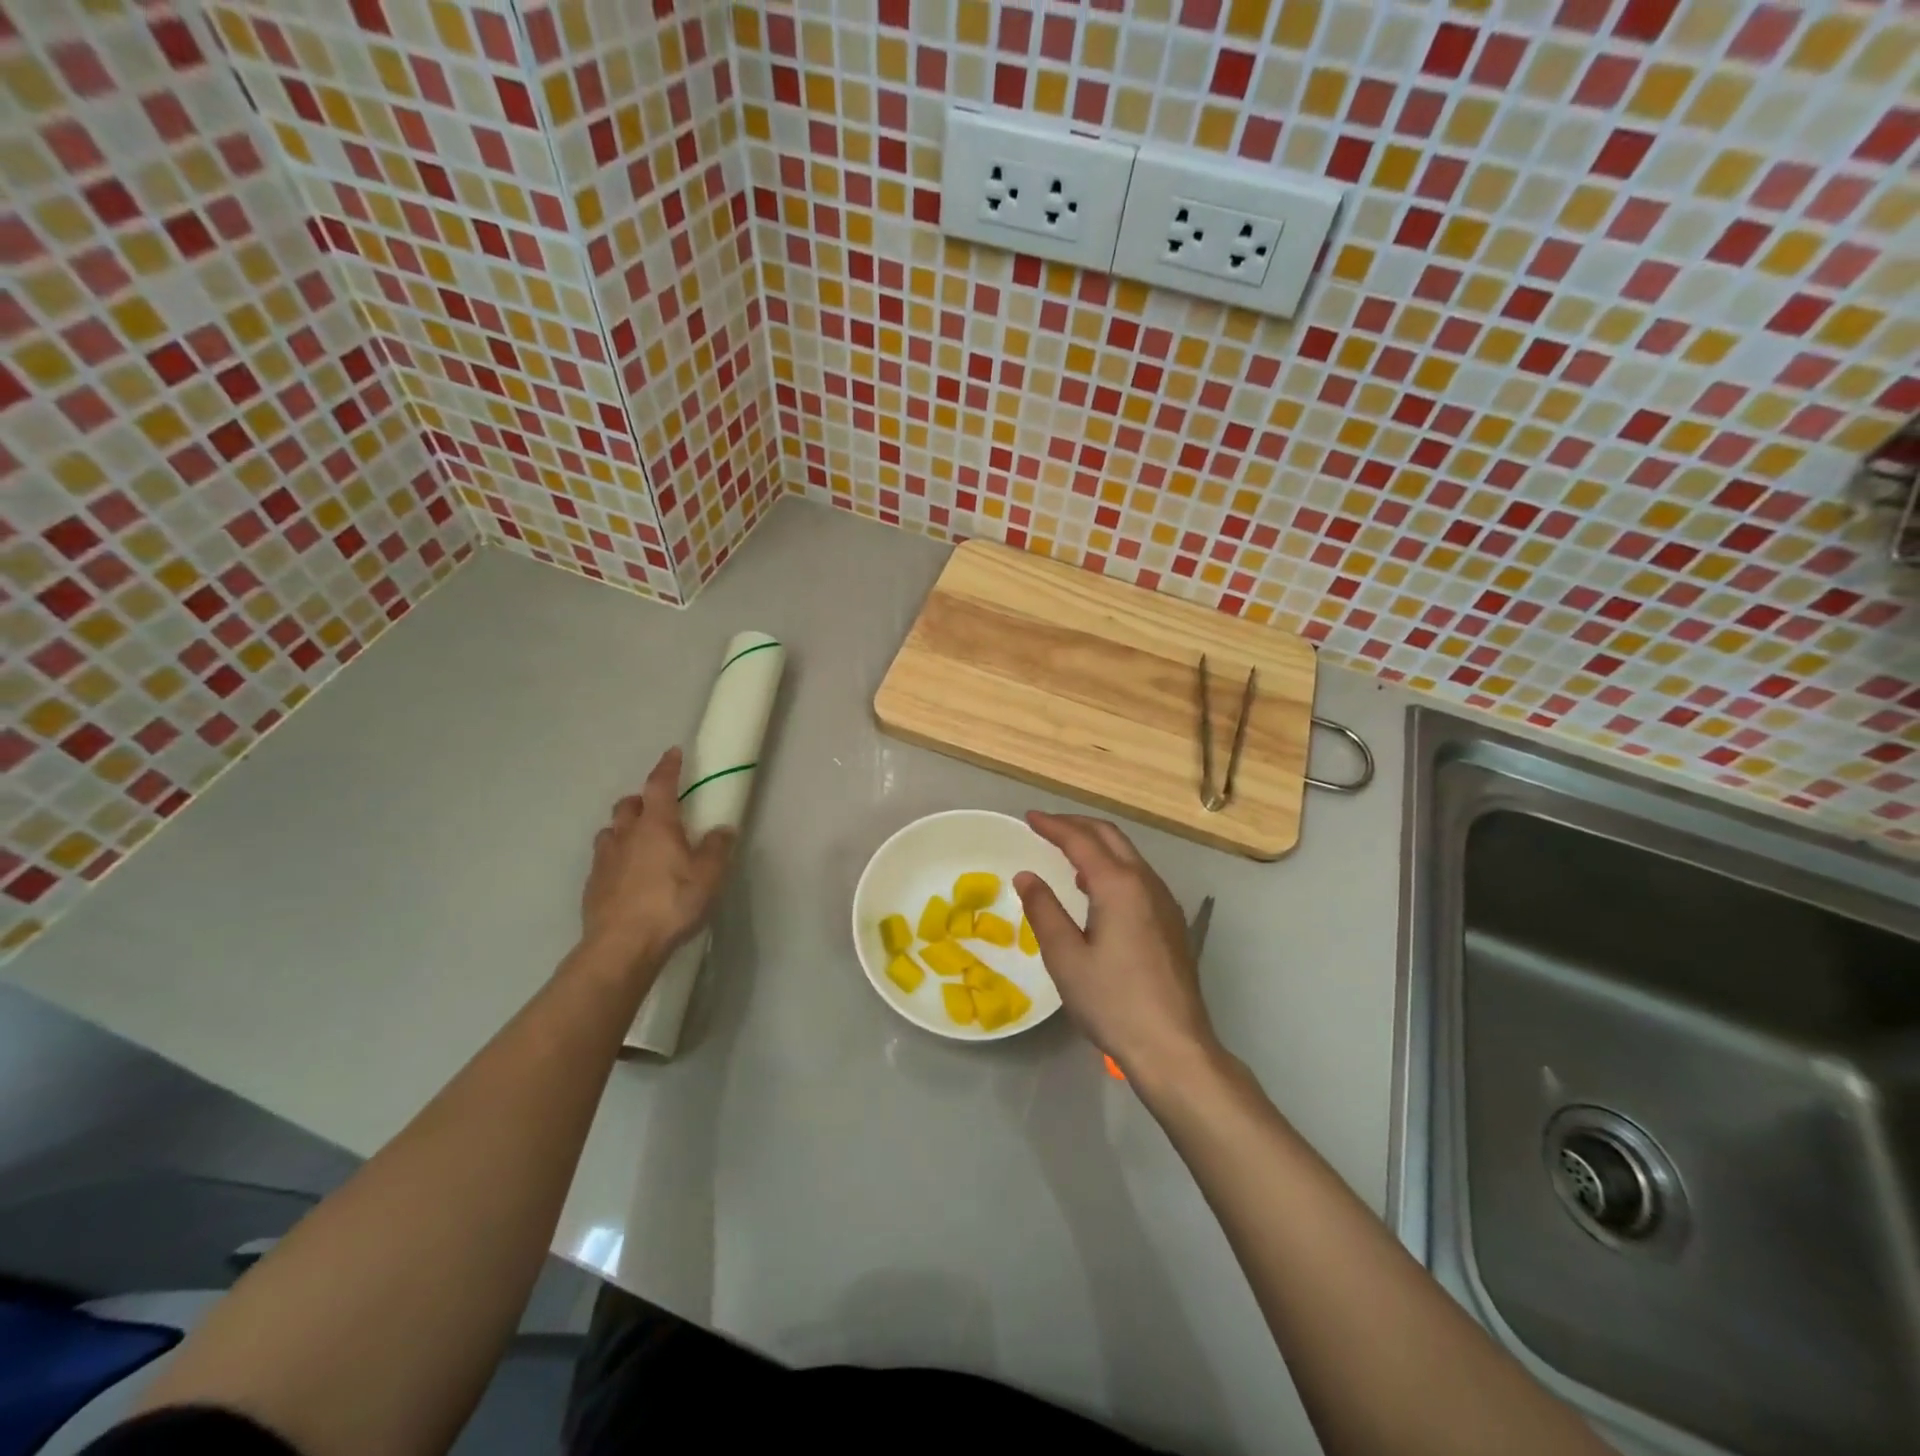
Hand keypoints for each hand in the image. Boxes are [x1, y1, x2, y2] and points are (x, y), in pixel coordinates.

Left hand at [577, 747, 732, 980]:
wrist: (621, 946)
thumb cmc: (671, 902)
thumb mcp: (709, 875)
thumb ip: (717, 847)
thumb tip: (722, 829)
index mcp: (656, 825)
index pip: (660, 785)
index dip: (668, 767)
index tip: (673, 753)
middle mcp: (626, 835)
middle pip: (628, 805)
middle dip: (642, 800)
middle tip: (658, 808)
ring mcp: (604, 860)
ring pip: (611, 831)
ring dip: (624, 829)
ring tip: (640, 842)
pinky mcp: (592, 886)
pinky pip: (604, 860)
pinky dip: (616, 858)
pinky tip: (627, 876)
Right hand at [1014, 811, 1218, 1081]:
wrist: (1174, 1046)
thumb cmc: (1112, 1002)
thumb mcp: (1066, 958)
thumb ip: (1044, 910)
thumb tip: (1026, 876)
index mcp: (1119, 885)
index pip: (1081, 840)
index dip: (1053, 825)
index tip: (1029, 817)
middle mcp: (1146, 883)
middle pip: (1110, 836)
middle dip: (1077, 825)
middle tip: (1046, 827)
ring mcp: (1164, 902)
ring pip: (1128, 854)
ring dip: (1097, 844)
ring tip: (1067, 852)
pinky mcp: (1172, 922)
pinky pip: (1138, 876)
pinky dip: (1112, 865)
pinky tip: (1097, 889)